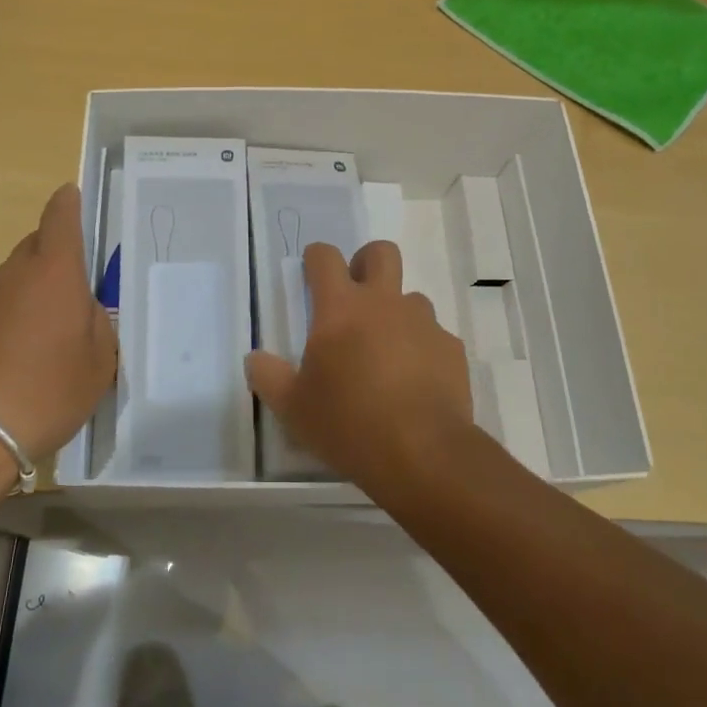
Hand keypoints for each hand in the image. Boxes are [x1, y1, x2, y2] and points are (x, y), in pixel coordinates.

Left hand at [0, 184, 116, 463]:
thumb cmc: (47, 391)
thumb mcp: (99, 364)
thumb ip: (99, 326)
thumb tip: (83, 311)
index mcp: (55, 273)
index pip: (60, 218)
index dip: (68, 203)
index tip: (72, 195)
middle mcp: (13, 274)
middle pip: (35, 246)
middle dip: (54, 257)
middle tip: (72, 293)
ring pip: (12, 280)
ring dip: (28, 294)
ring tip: (41, 339)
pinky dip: (4, 320)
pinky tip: (10, 359)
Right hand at [245, 240, 474, 495]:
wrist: (423, 453)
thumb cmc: (348, 424)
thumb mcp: (292, 408)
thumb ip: (268, 377)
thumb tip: (255, 359)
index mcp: (340, 309)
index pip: (325, 258)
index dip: (316, 257)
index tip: (311, 272)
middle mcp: (384, 303)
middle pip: (381, 253)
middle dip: (365, 263)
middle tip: (354, 295)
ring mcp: (423, 323)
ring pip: (411, 297)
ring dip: (396, 313)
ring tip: (386, 352)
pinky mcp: (451, 349)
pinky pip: (434, 335)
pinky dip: (422, 348)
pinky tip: (415, 382)